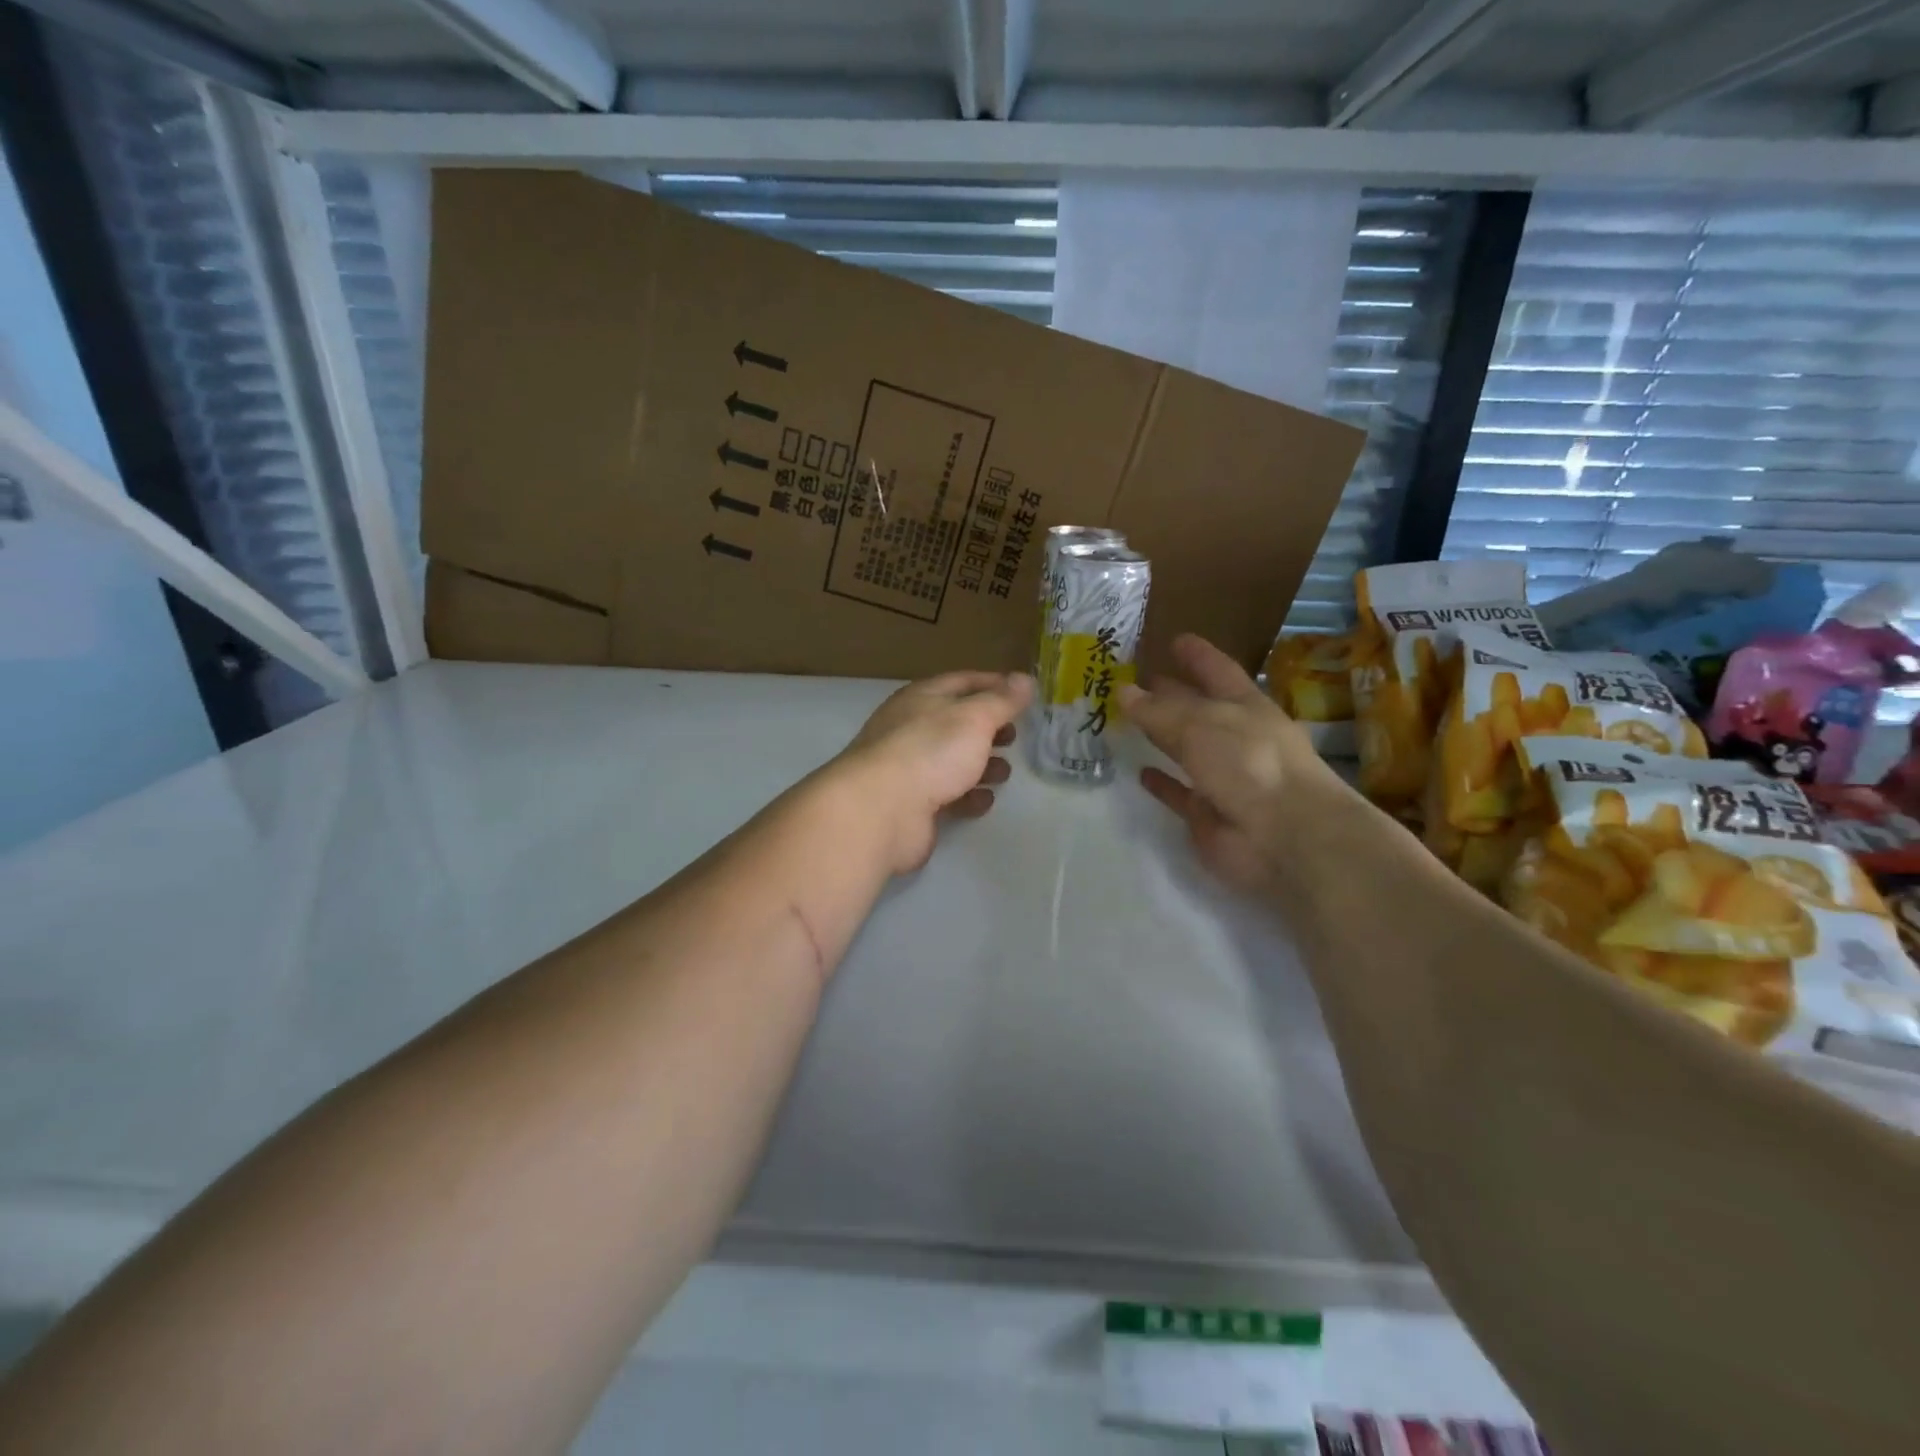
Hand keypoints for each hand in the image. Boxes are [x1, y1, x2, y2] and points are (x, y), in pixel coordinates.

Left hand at [832, 671, 1034, 873]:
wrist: (880, 811)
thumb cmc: (930, 751)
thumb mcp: (974, 717)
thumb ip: (1002, 700)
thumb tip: (1025, 679)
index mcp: (922, 698)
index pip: (963, 681)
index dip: (994, 684)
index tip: (1024, 694)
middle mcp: (912, 728)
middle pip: (957, 722)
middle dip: (989, 728)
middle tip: (1015, 735)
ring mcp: (909, 767)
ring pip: (952, 759)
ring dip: (981, 764)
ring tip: (1004, 771)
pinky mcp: (912, 804)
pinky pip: (946, 795)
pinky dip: (968, 796)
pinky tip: (984, 801)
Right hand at [1120, 634, 1327, 892]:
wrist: (1285, 837)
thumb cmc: (1250, 763)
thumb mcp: (1201, 725)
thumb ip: (1159, 710)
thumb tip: (1123, 691)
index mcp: (1245, 707)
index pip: (1218, 671)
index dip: (1197, 655)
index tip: (1175, 639)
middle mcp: (1235, 738)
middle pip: (1198, 709)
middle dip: (1171, 693)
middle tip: (1137, 678)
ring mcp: (1223, 777)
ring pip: (1185, 750)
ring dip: (1161, 736)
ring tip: (1128, 719)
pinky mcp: (1208, 814)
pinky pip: (1179, 793)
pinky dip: (1162, 784)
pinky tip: (1140, 772)